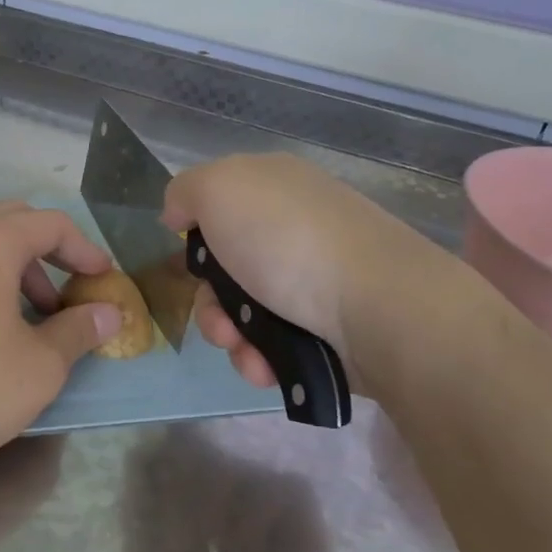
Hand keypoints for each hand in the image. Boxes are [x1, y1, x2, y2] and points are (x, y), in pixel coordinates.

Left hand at [0, 202, 122, 477]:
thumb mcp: (40, 365)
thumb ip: (79, 331)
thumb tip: (109, 314)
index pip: (50, 224)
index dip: (84, 249)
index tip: (102, 278)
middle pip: (8, 222)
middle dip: (45, 251)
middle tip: (67, 289)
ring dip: (10, 268)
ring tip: (29, 315)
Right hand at [161, 154, 446, 390]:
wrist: (374, 305)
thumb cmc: (286, 240)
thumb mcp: (218, 189)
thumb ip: (186, 192)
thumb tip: (177, 214)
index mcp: (273, 186)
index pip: (218, 207)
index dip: (197, 236)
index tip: (191, 261)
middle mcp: (295, 227)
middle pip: (226, 269)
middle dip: (210, 302)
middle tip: (219, 319)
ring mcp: (315, 277)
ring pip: (245, 312)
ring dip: (232, 336)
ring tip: (246, 349)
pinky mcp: (330, 324)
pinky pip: (275, 342)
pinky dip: (262, 357)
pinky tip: (267, 365)